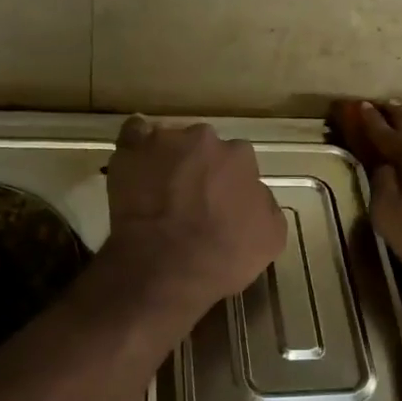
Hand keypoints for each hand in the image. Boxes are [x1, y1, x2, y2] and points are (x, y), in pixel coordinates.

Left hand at [103, 117, 286, 315]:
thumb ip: (265, 202)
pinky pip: (134, 134)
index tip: (221, 202)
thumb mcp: (271, 236)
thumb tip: (253, 191)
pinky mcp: (131, 150)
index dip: (229, 182)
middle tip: (190, 197)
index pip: (238, 160)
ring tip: (158, 189)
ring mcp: (164, 141)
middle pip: (203, 146)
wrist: (164, 266)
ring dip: (168, 159)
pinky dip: (137, 146)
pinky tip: (137, 163)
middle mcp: (204, 139)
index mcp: (239, 156)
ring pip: (170, 142)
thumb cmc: (222, 256)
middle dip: (199, 166)